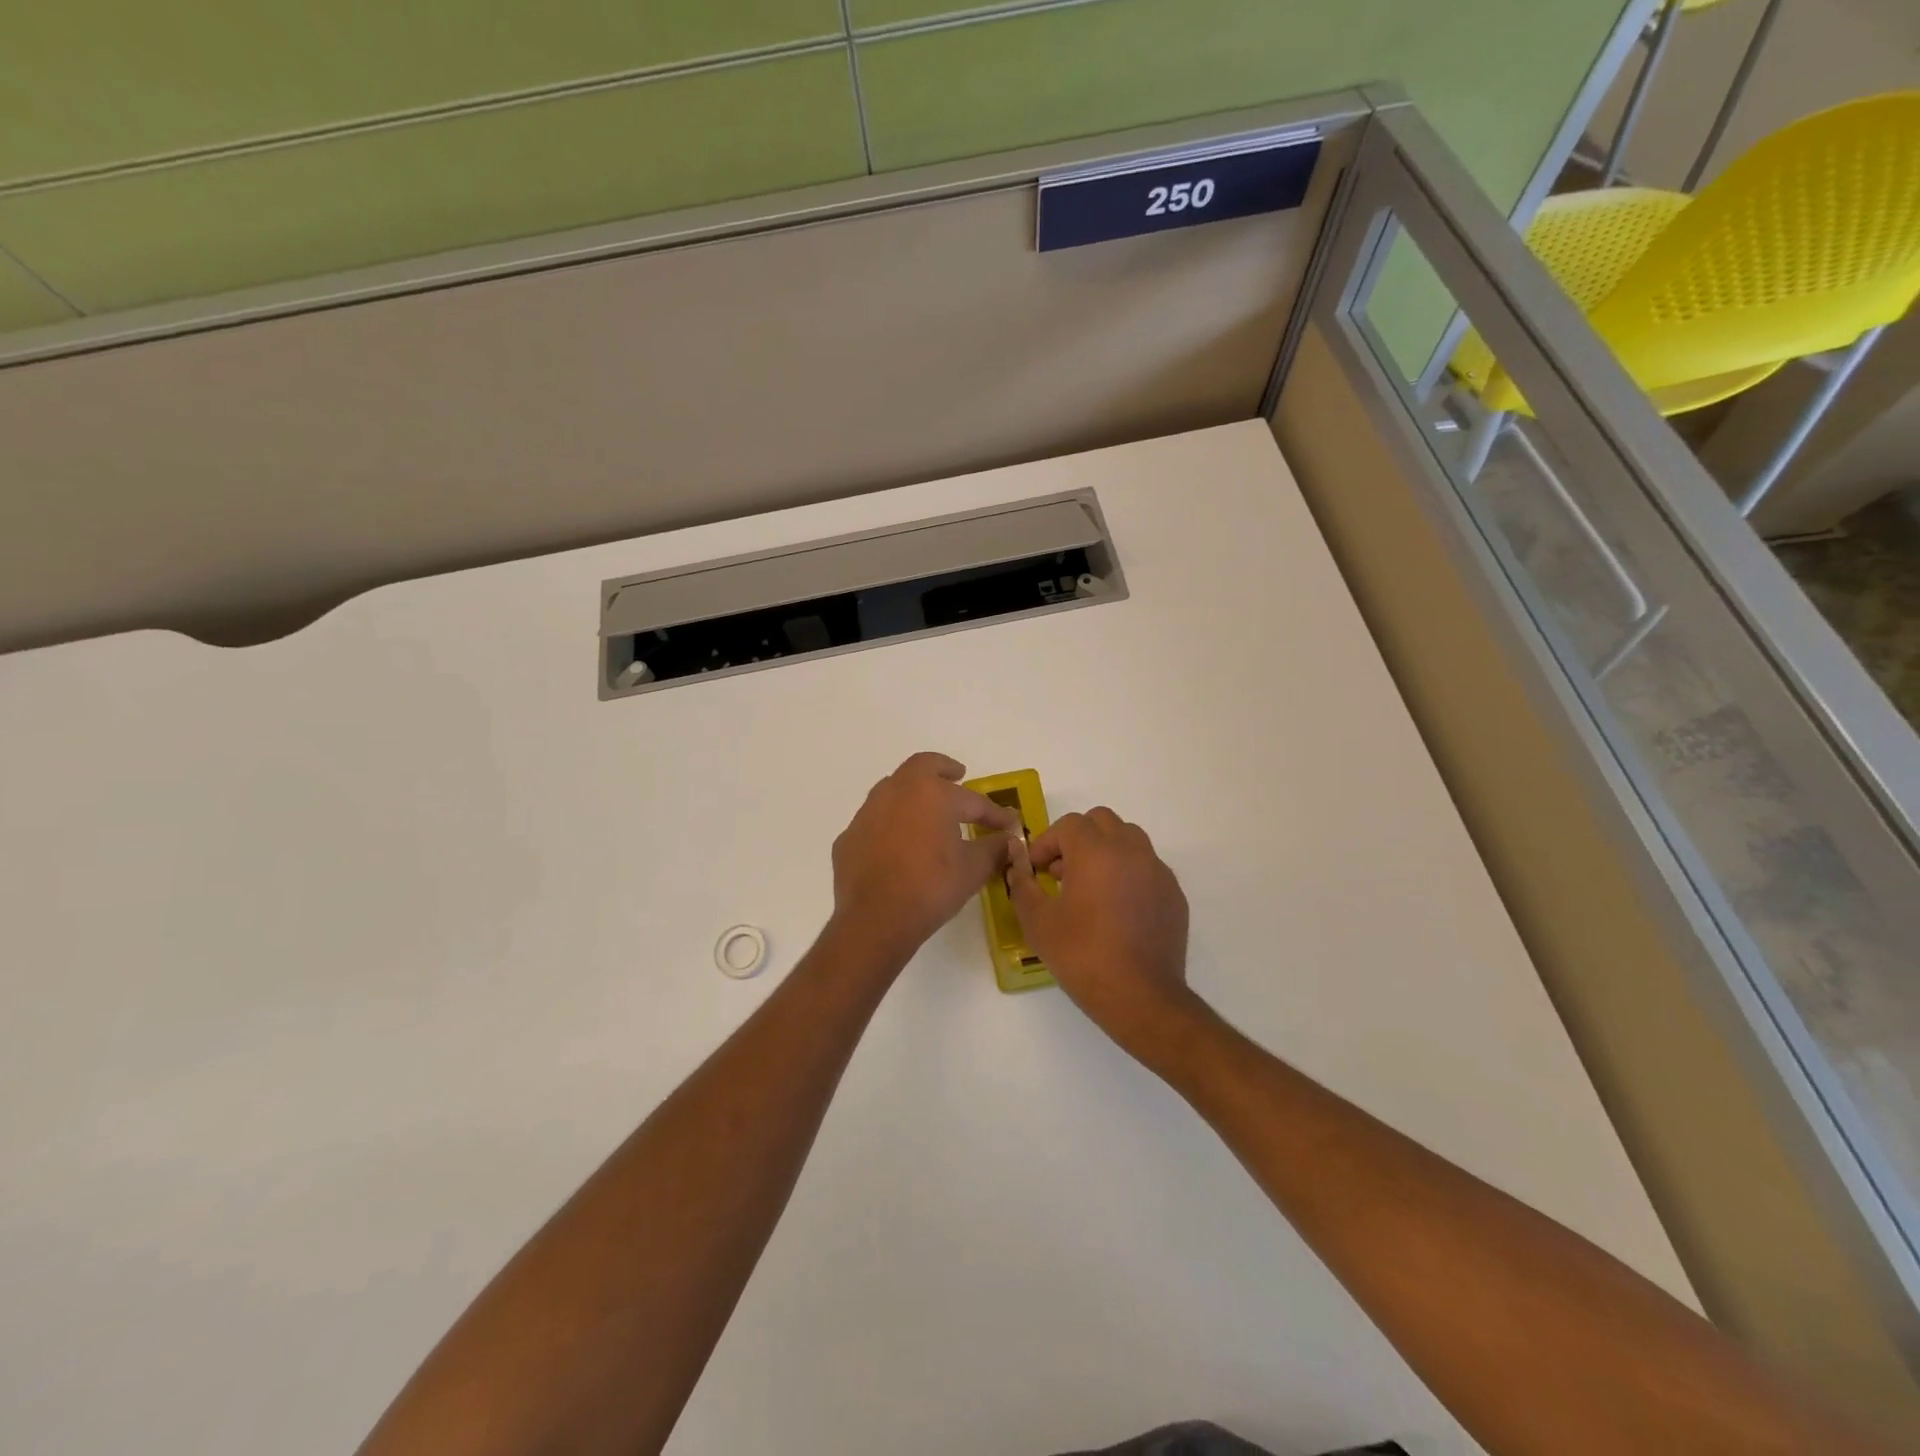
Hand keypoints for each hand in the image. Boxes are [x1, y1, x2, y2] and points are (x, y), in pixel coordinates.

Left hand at [832, 752, 1021, 962]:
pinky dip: (891, 823)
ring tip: (927, 809)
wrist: (875, 919)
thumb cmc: (931, 887)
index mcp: (932, 793)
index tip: (1009, 822)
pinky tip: (898, 844)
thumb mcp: (973, 869)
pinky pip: (875, 820)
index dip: (994, 813)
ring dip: (913, 793)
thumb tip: (1009, 841)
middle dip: (944, 769)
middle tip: (958, 776)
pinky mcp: (850, 836)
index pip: (972, 799)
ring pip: (893, 788)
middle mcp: (897, 791)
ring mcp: (868, 812)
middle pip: (922, 766)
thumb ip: (994, 849)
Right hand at [1005, 807, 1196, 1058]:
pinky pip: (1147, 866)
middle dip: (1077, 838)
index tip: (1036, 869)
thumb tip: (1016, 864)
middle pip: (1102, 821)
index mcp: (1096, 852)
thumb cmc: (1083, 956)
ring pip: (1129, 839)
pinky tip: (1117, 908)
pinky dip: (1128, 873)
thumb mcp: (1038, 922)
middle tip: (1061, 871)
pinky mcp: (1173, 893)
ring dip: (1105, 850)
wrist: (1141, 997)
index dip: (1047, 843)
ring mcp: (1157, 871)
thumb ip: (1023, 884)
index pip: (1068, 825)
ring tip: (1089, 886)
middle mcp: (1131, 851)